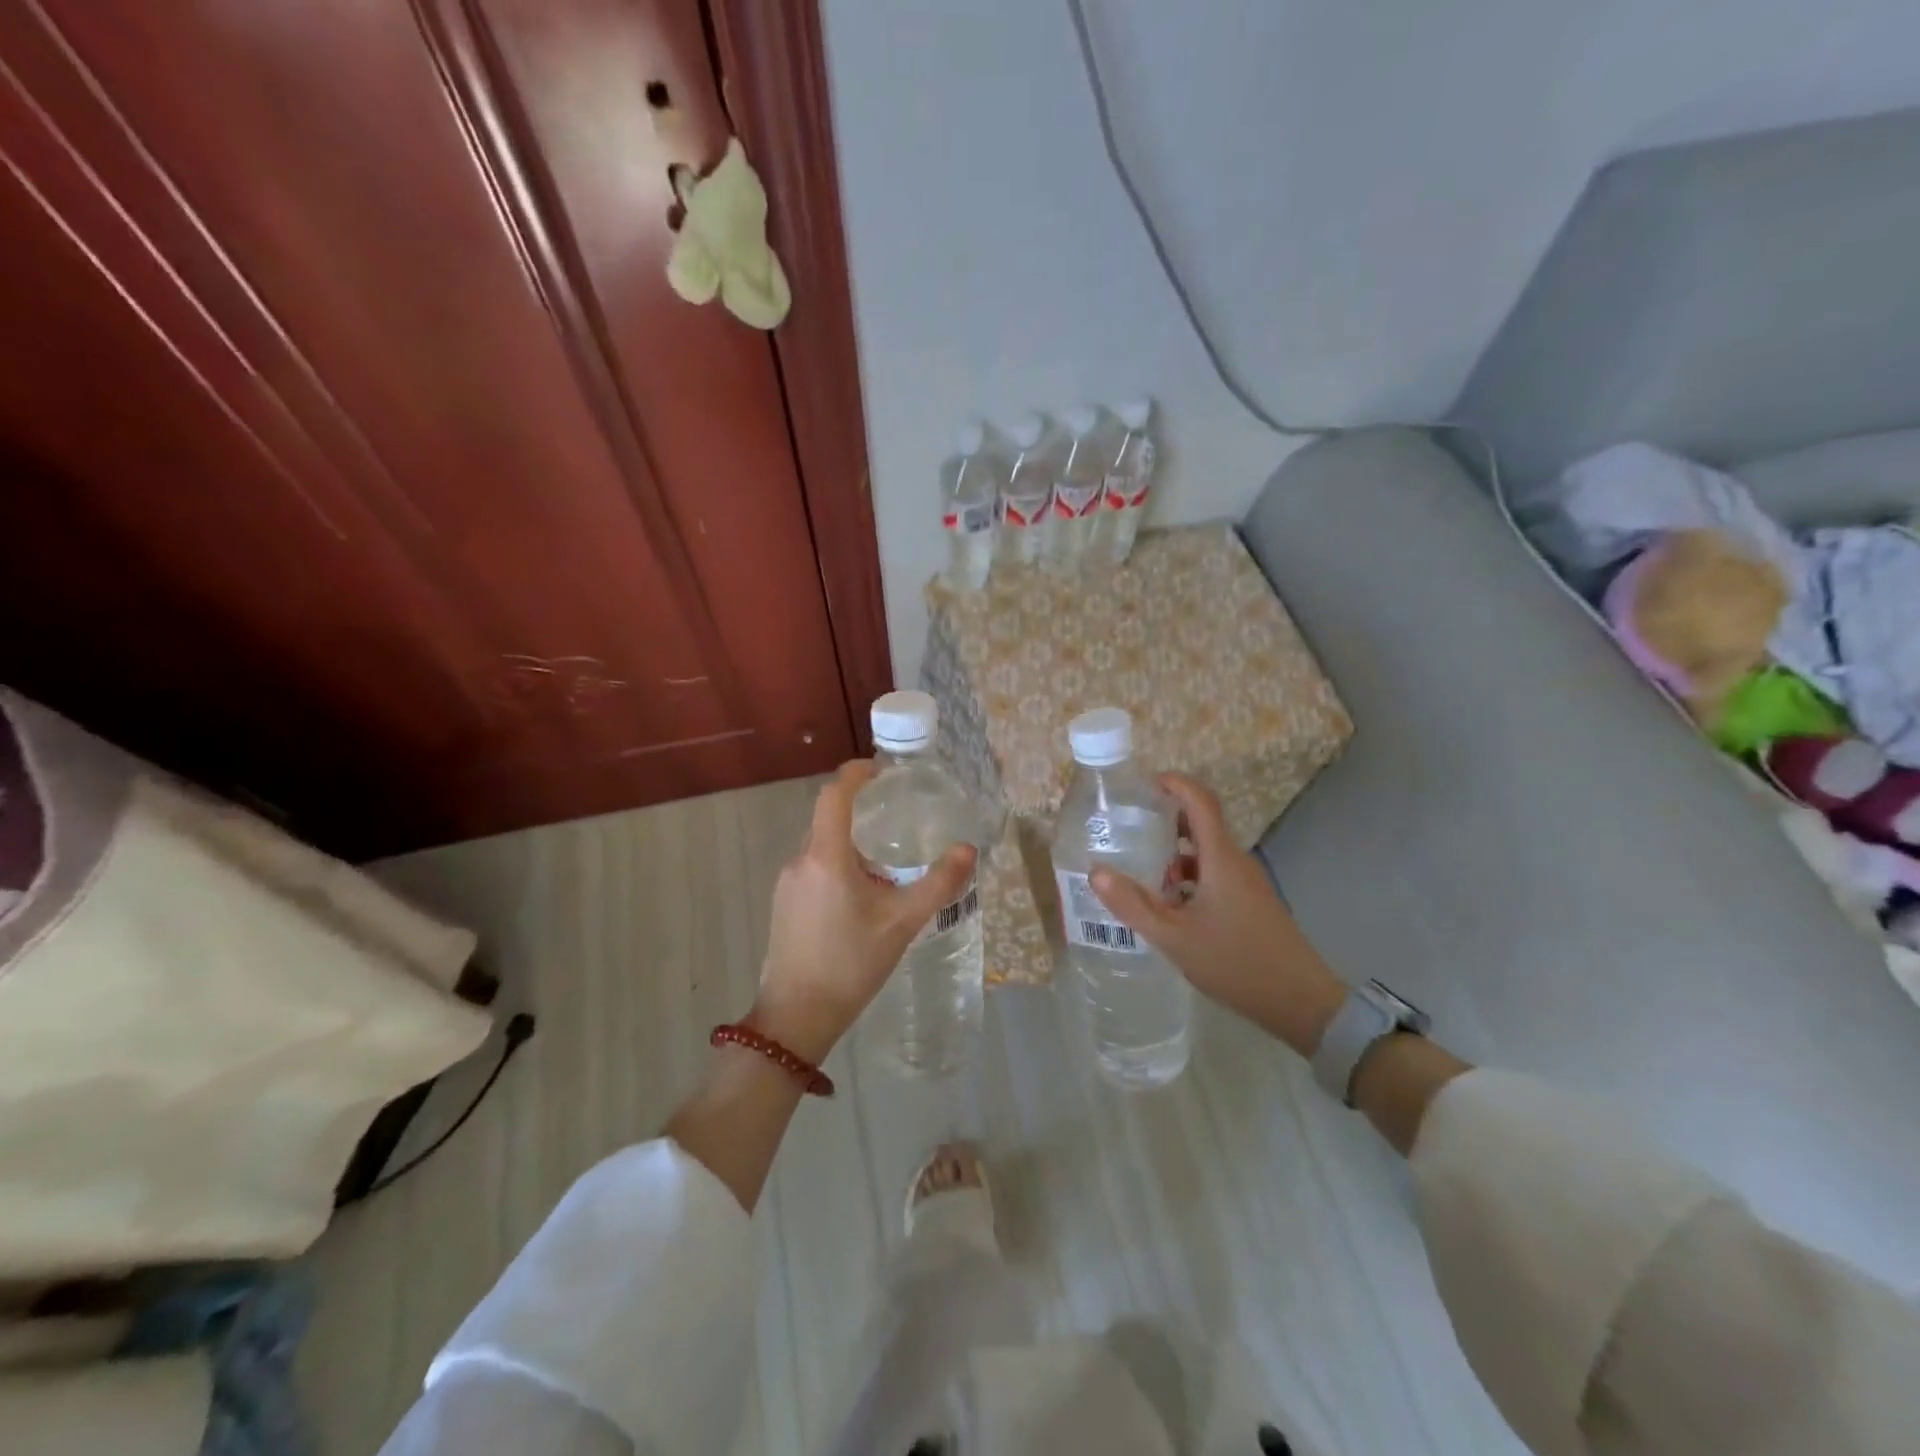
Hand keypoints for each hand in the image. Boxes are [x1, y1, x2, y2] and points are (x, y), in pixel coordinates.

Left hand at [752, 760, 976, 1062]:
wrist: (797, 1016)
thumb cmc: (851, 964)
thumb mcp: (902, 923)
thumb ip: (938, 884)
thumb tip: (968, 850)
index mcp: (826, 856)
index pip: (833, 795)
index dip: (855, 774)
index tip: (879, 769)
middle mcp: (800, 861)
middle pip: (828, 819)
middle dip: (860, 813)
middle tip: (894, 819)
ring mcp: (787, 884)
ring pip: (821, 847)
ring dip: (851, 846)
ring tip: (885, 868)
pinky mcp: (783, 904)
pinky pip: (813, 870)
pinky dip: (837, 867)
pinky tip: (861, 899)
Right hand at [1090, 774, 1345, 1056]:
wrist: (1300, 1002)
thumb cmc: (1235, 962)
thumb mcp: (1173, 938)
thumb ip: (1133, 905)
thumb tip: (1096, 872)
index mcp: (1220, 859)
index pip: (1200, 801)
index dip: (1175, 784)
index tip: (1144, 784)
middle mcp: (1236, 862)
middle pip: (1202, 824)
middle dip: (1166, 821)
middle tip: (1130, 828)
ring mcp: (1247, 882)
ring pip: (1207, 854)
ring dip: (1175, 855)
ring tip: (1141, 873)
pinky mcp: (1252, 902)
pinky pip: (1216, 875)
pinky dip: (1190, 878)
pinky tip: (1170, 906)